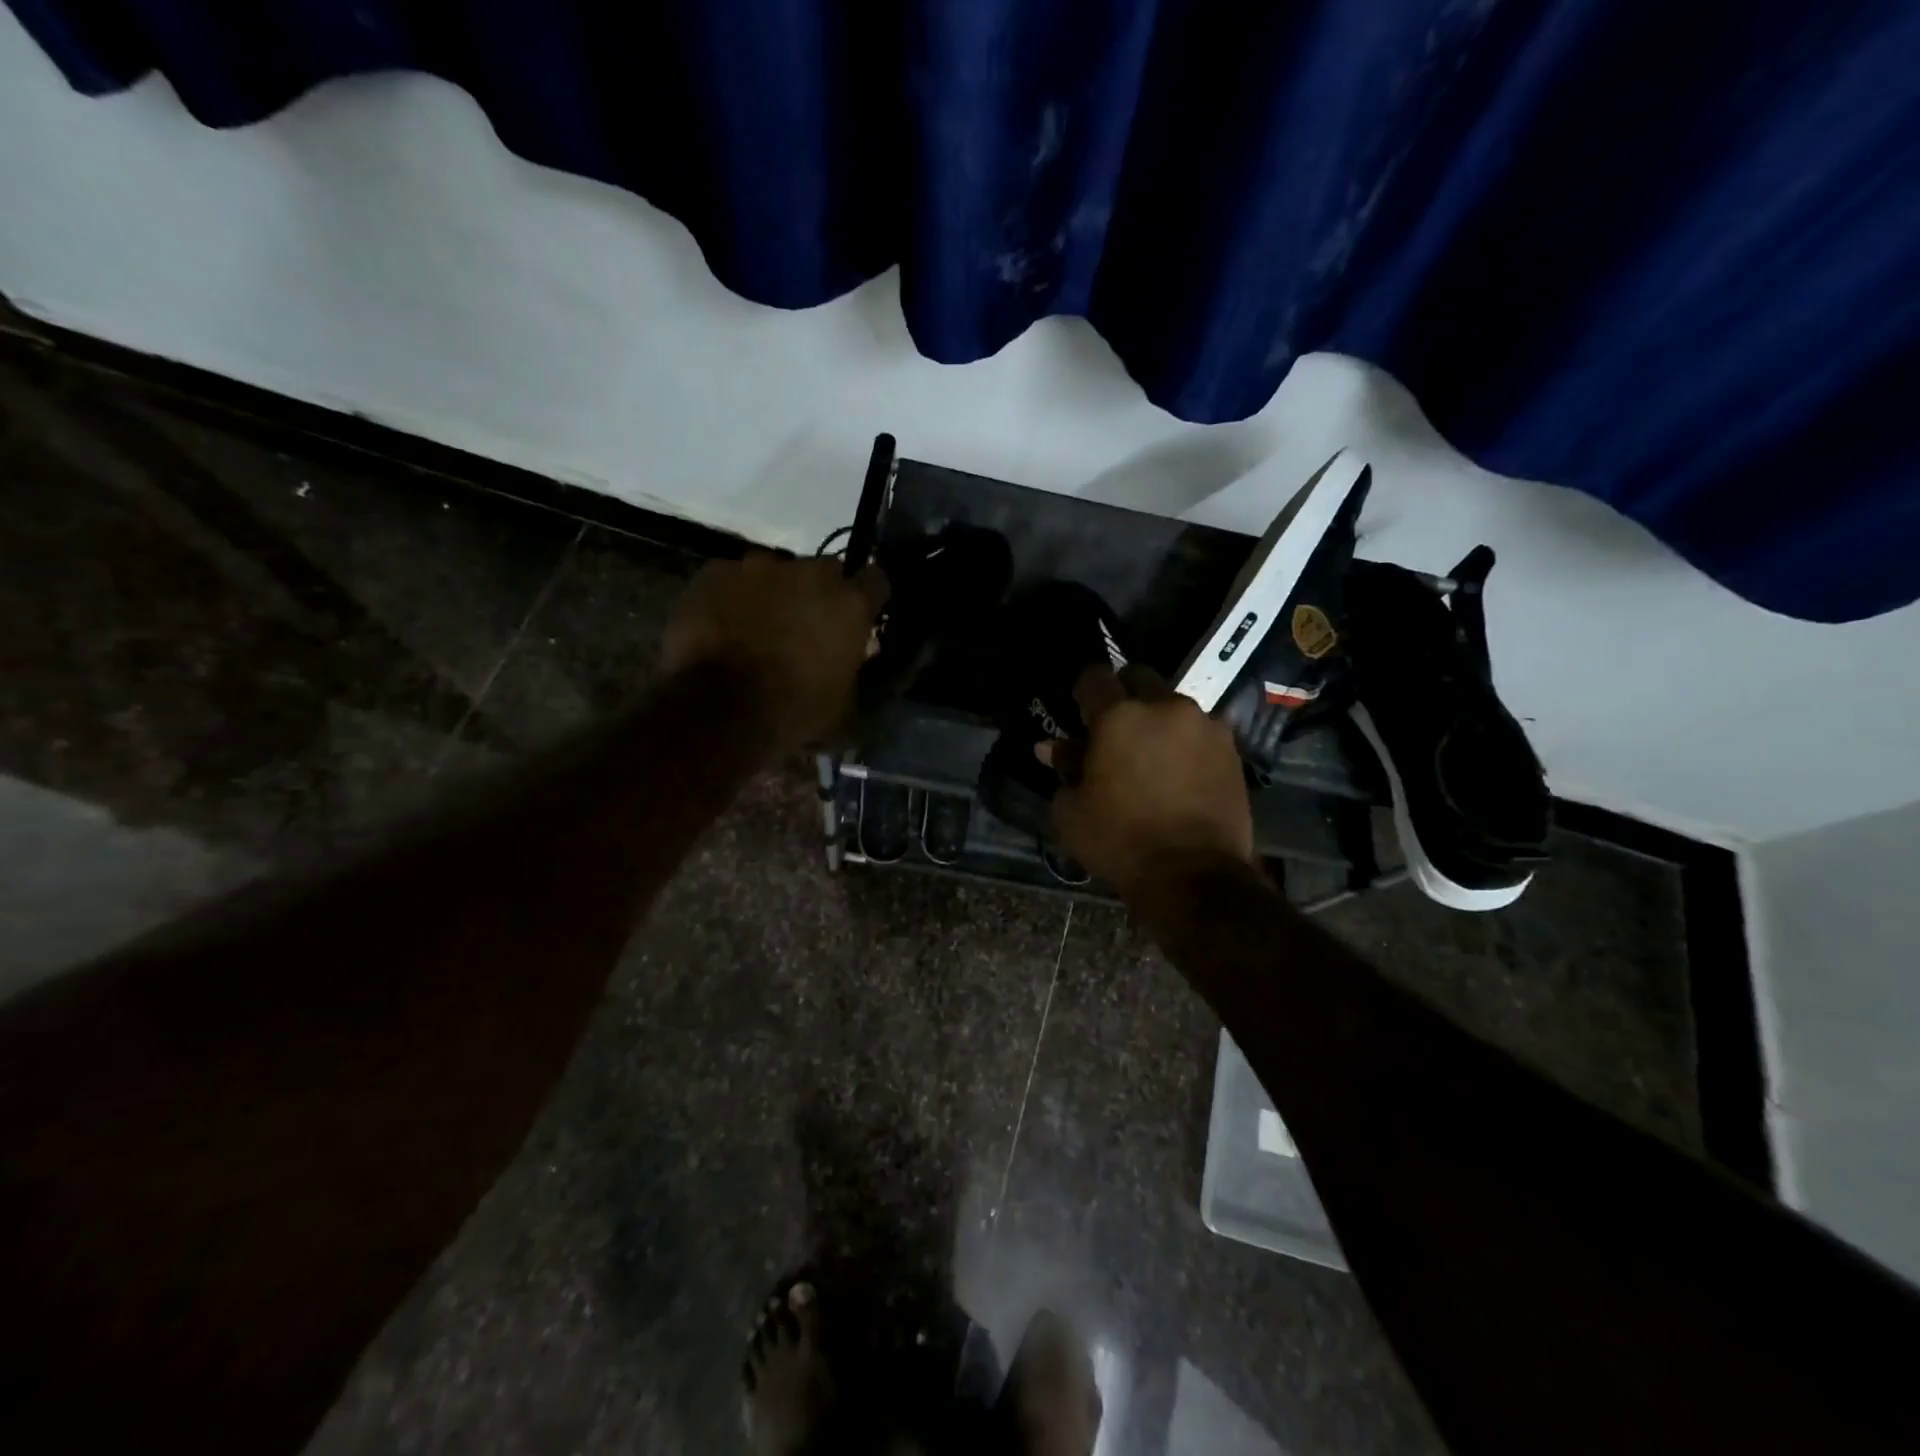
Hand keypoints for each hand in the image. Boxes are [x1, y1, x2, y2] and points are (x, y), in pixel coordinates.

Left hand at [663, 552, 888, 749]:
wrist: (718, 709)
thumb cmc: (793, 712)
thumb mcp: (843, 711)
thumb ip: (853, 679)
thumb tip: (852, 674)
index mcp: (851, 603)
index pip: (876, 581)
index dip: (869, 598)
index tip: (861, 617)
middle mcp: (810, 573)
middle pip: (824, 571)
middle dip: (819, 594)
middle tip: (807, 627)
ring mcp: (758, 567)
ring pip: (775, 573)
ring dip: (774, 594)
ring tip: (759, 627)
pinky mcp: (714, 572)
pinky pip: (731, 580)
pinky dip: (732, 599)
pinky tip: (723, 626)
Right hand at [1041, 665, 1253, 895]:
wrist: (1193, 875)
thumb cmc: (1120, 841)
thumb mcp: (1072, 811)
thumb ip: (1064, 768)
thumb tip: (1052, 748)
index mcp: (1118, 716)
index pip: (1094, 676)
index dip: (1084, 690)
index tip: (1080, 710)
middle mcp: (1164, 706)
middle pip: (1139, 678)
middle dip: (1124, 695)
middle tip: (1115, 730)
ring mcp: (1204, 725)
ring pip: (1173, 705)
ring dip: (1158, 720)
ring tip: (1152, 756)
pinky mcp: (1231, 748)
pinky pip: (1200, 731)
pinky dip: (1186, 742)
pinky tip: (1180, 772)